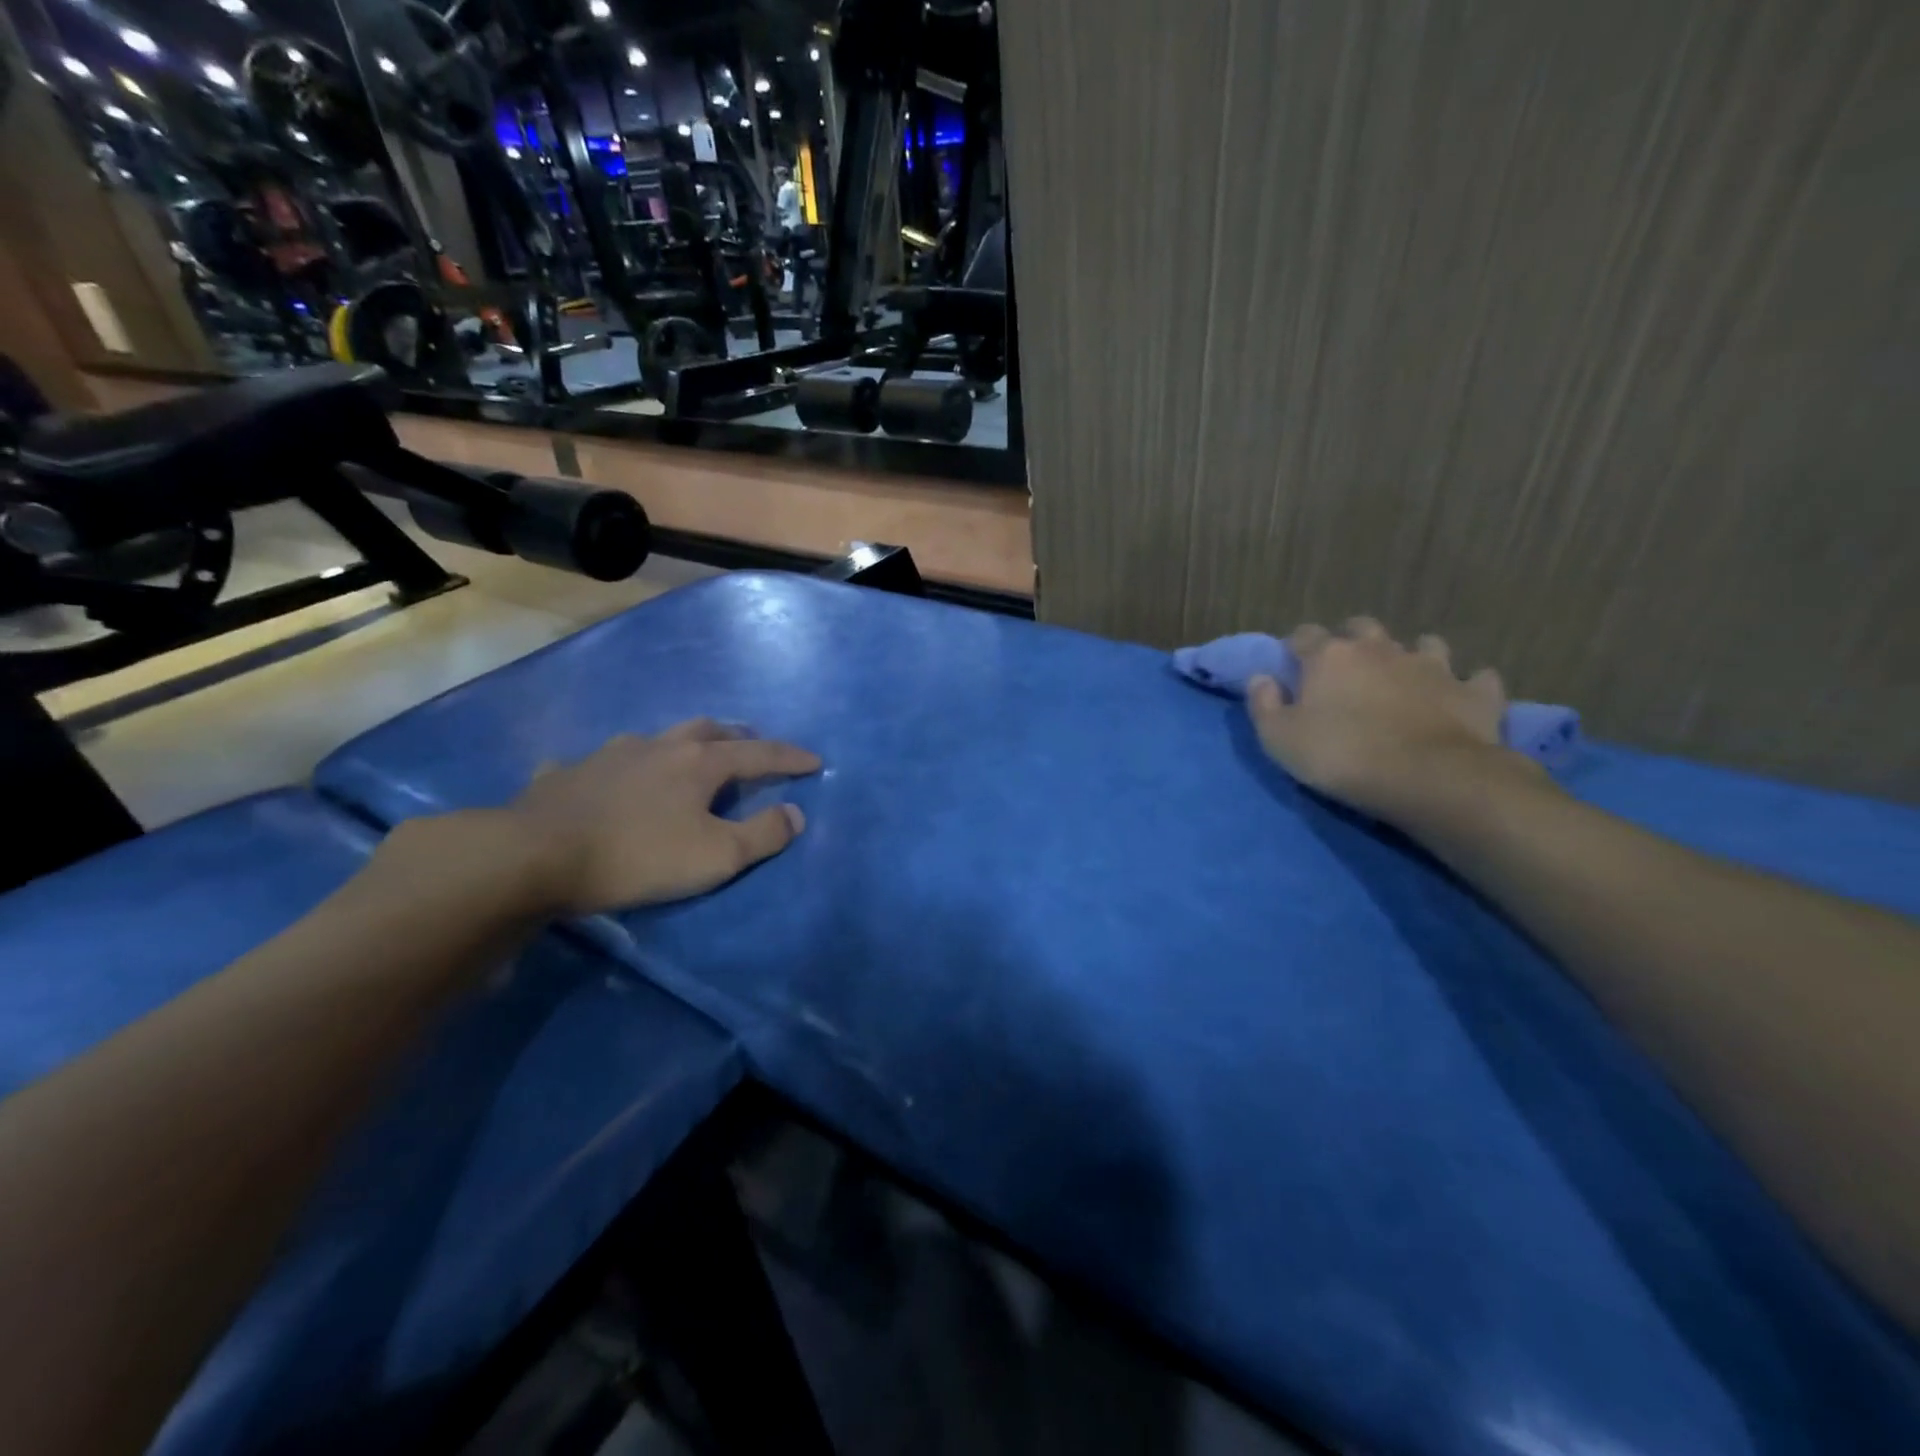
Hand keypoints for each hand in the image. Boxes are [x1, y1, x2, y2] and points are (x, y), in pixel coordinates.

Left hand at [509, 719, 821, 914]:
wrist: (535, 856)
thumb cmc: (639, 855)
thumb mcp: (716, 856)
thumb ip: (762, 834)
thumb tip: (795, 813)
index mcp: (698, 763)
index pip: (758, 753)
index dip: (789, 758)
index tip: (815, 761)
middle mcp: (658, 747)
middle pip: (708, 730)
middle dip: (738, 737)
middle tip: (752, 748)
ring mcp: (609, 755)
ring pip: (657, 739)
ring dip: (682, 745)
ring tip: (688, 759)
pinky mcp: (567, 774)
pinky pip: (600, 764)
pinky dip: (618, 769)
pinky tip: (608, 781)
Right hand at [1247, 617, 1534, 821]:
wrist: (1431, 778)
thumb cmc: (1342, 756)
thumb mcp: (1279, 739)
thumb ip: (1264, 705)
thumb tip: (1261, 679)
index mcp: (1330, 657)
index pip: (1305, 635)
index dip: (1297, 646)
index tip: (1292, 664)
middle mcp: (1381, 649)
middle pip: (1363, 628)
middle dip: (1353, 639)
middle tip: (1347, 668)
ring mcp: (1434, 667)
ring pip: (1425, 645)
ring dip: (1413, 656)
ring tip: (1406, 678)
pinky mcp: (1475, 693)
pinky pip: (1477, 679)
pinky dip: (1468, 685)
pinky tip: (1462, 697)